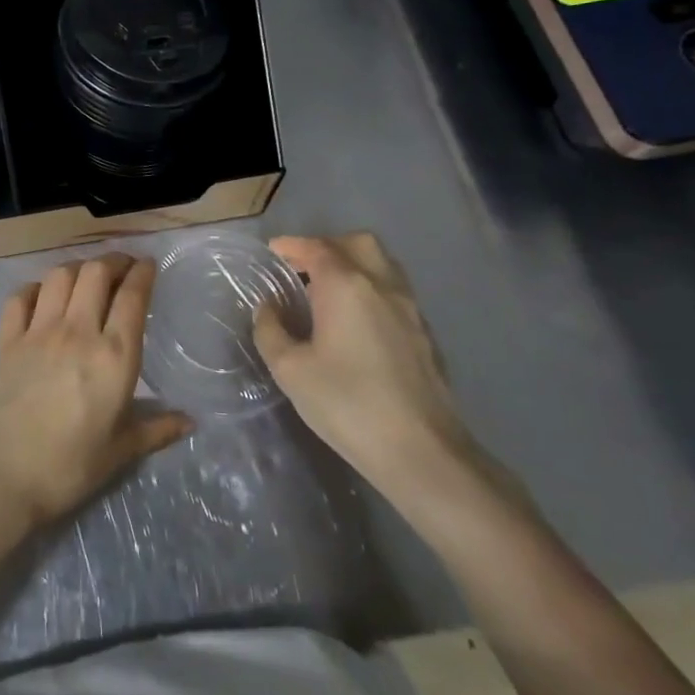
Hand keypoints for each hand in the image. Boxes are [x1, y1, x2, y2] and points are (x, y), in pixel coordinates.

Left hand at [0, 254, 190, 528]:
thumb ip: (156, 430)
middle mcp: (77, 332)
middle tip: (122, 266)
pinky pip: (20, 297)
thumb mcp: (120, 452)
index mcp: (114, 356)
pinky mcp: (6, 341)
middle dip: (113, 261)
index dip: (142, 273)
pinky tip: (42, 296)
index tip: (148, 265)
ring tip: (86, 276)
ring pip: (59, 276)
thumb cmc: (69, 468)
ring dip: (77, 268)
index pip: (132, 297)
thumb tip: (190, 422)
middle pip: (96, 273)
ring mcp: (37, 332)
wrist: (0, 477)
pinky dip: (35, 288)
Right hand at [252, 233, 476, 497]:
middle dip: (327, 246)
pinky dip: (371, 290)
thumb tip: (269, 308)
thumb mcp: (290, 370)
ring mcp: (410, 308)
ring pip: (382, 265)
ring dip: (353, 265)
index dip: (291, 245)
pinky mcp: (425, 334)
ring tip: (327, 292)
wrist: (421, 451)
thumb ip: (271, 330)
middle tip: (302, 268)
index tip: (272, 252)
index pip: (316, 248)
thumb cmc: (347, 404)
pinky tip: (355, 322)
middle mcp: (382, 285)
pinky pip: (395, 292)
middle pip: (357, 244)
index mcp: (346, 286)